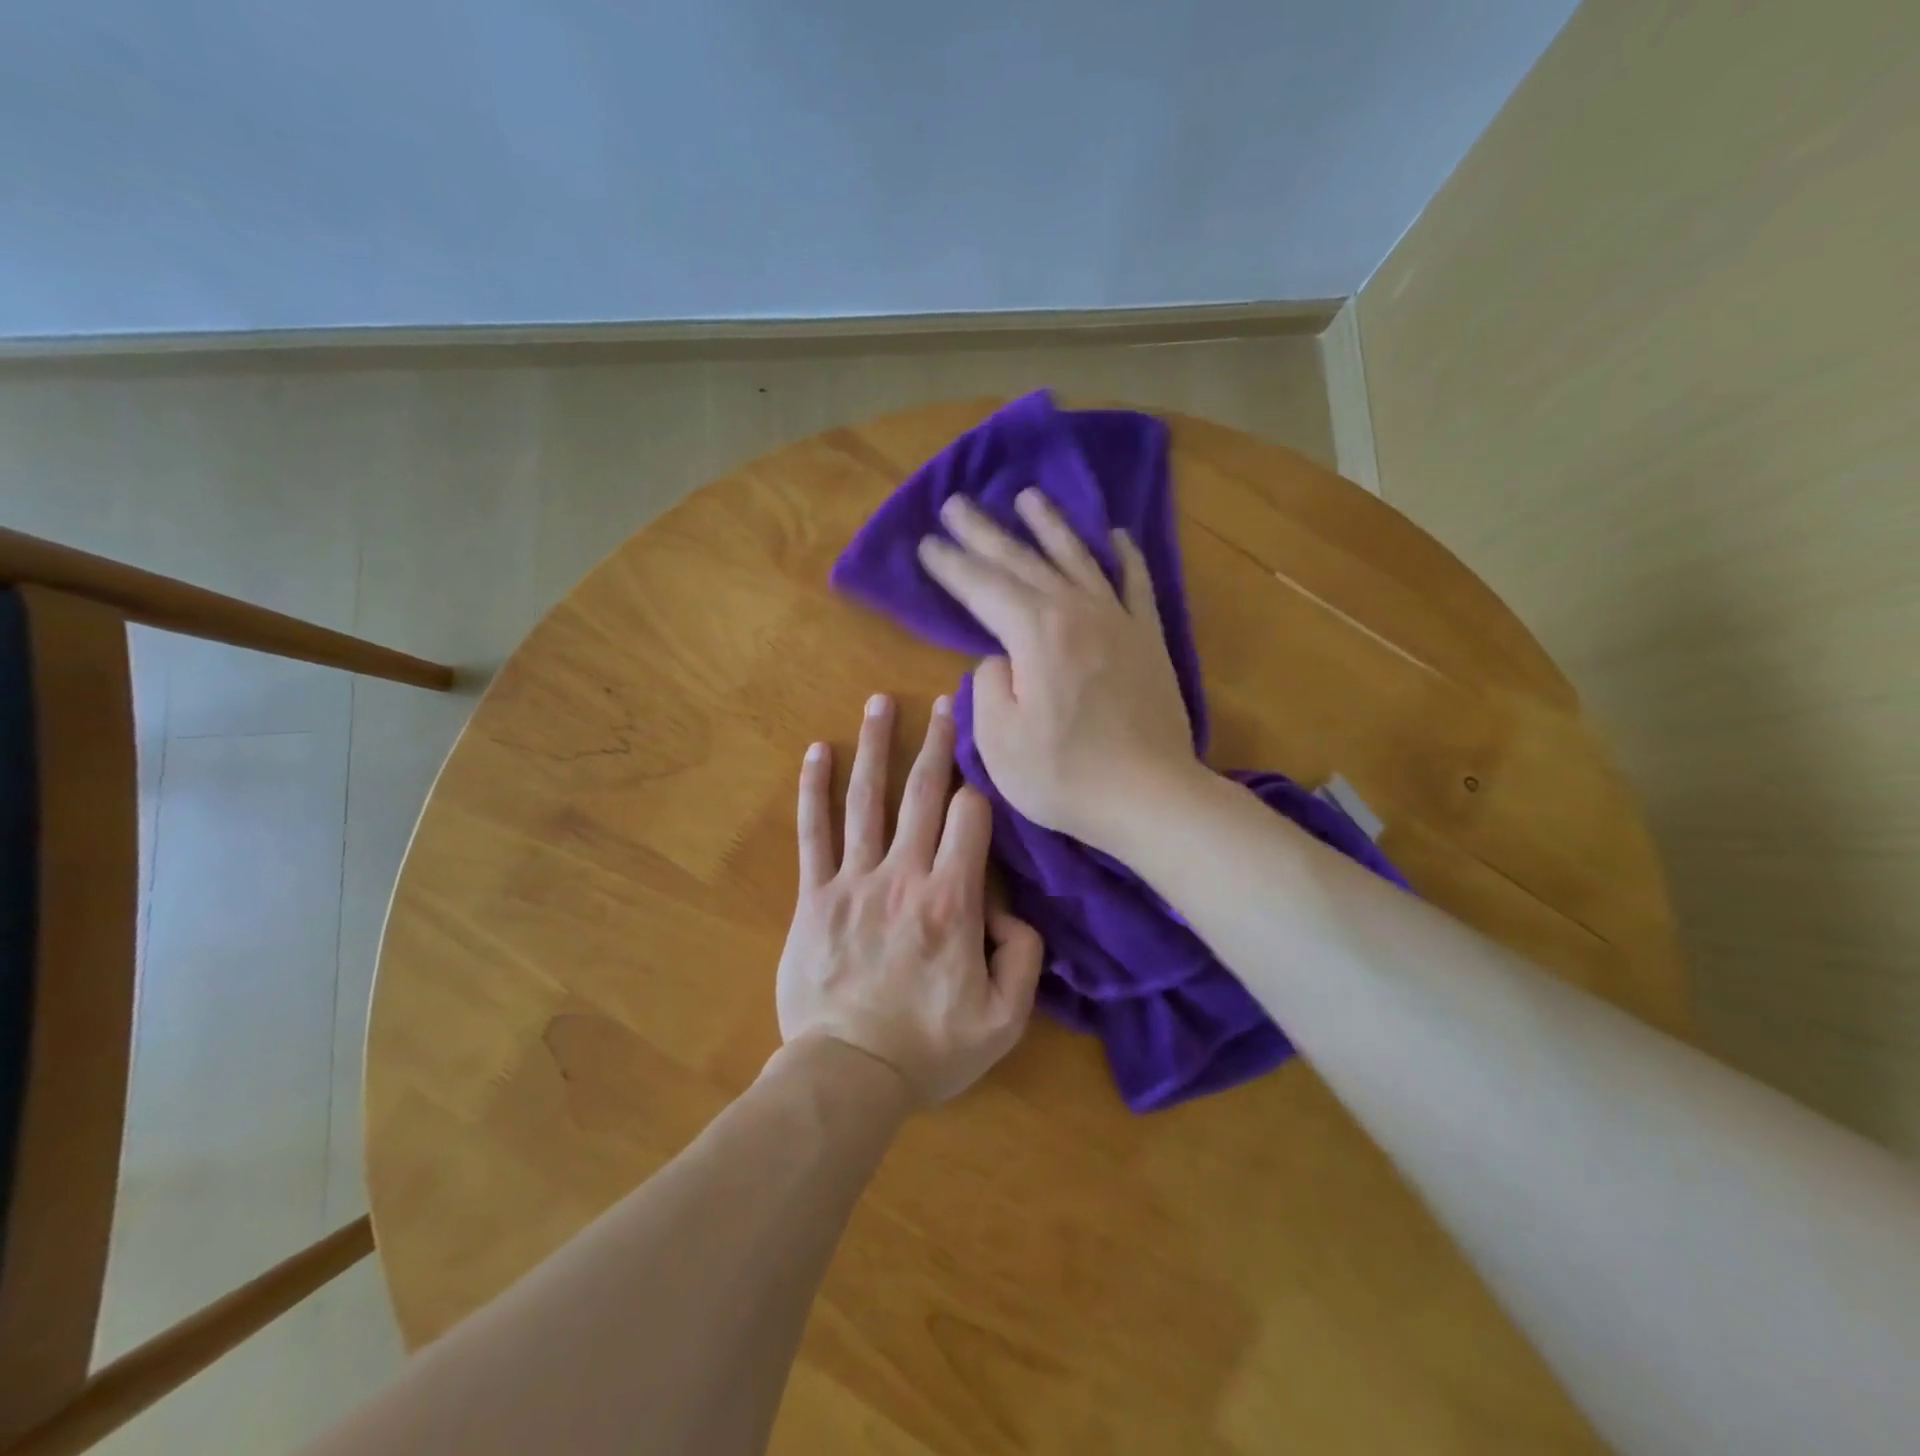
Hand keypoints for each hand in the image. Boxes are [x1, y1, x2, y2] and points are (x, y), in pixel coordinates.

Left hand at [775, 693, 1044, 1106]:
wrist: (847, 1075)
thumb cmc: (929, 1049)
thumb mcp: (1005, 1020)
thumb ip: (1024, 957)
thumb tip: (1010, 911)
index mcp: (952, 901)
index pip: (971, 820)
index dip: (981, 794)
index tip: (983, 781)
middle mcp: (904, 876)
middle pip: (923, 794)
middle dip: (937, 745)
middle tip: (943, 704)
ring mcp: (854, 881)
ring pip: (867, 800)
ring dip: (875, 747)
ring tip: (879, 702)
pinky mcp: (815, 897)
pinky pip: (813, 833)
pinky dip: (814, 789)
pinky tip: (817, 751)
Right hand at [915, 490, 1200, 851]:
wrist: (1150, 796)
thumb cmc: (1064, 775)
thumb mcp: (999, 741)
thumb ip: (989, 686)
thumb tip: (1000, 657)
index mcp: (1034, 633)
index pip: (982, 588)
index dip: (951, 565)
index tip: (925, 544)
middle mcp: (1075, 611)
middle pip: (1022, 562)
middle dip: (984, 532)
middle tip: (955, 504)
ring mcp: (1117, 620)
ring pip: (1077, 558)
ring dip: (1049, 525)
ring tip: (1027, 496)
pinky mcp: (1147, 638)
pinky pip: (1135, 583)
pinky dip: (1124, 556)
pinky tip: (1115, 535)